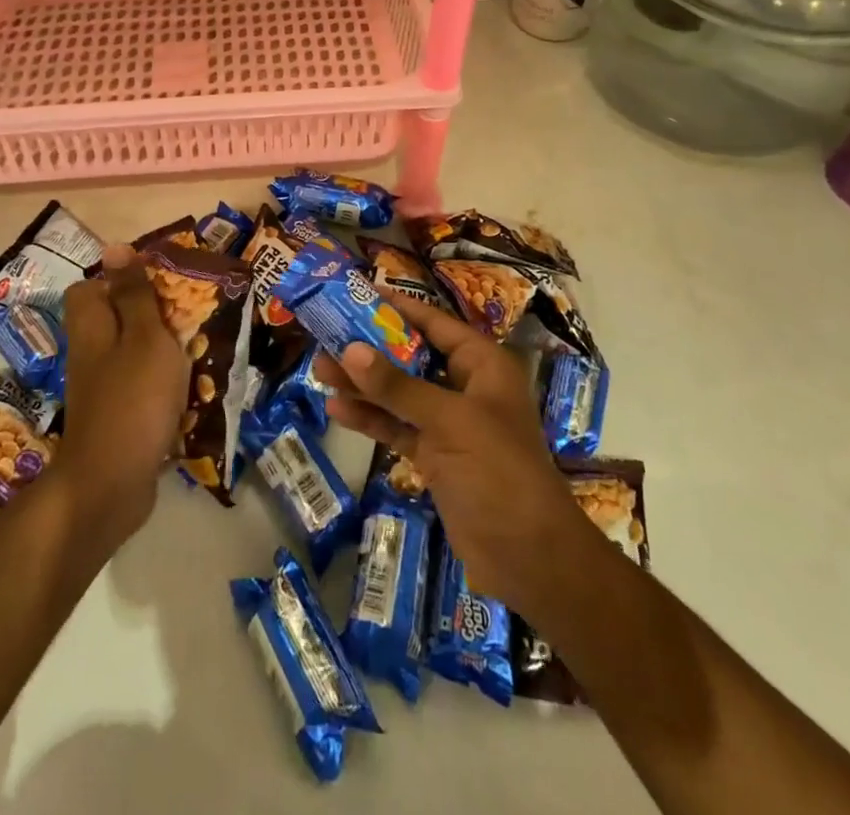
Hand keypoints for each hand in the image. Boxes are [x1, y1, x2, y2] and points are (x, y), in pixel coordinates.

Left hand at [56, 245, 189, 542]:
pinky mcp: (117, 417)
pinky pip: (140, 387)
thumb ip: (134, 294)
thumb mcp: (144, 336)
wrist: (111, 485)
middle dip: (152, 314)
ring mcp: (102, 388)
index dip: (122, 279)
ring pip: (131, 353)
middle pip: (115, 319)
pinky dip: (163, 386)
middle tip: (189, 315)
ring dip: (163, 351)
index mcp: (92, 326)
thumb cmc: (133, 399)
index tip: (161, 282)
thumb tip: (115, 247)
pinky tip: (190, 391)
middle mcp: (91, 353)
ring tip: (197, 350)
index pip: (91, 287)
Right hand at [314, 297, 589, 623]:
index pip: (434, 323)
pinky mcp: (435, 456)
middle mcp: (465, 387)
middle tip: (326, 335)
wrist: (531, 558)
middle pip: (411, 356)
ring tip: (319, 371)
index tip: (357, 292)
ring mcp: (449, 424)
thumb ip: (398, 386)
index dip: (398, 307)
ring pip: (399, 393)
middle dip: (370, 349)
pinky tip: (338, 410)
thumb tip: (350, 350)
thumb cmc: (499, 471)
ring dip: (363, 384)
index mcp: (482, 365)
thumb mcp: (449, 421)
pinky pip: (397, 427)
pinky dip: (371, 419)